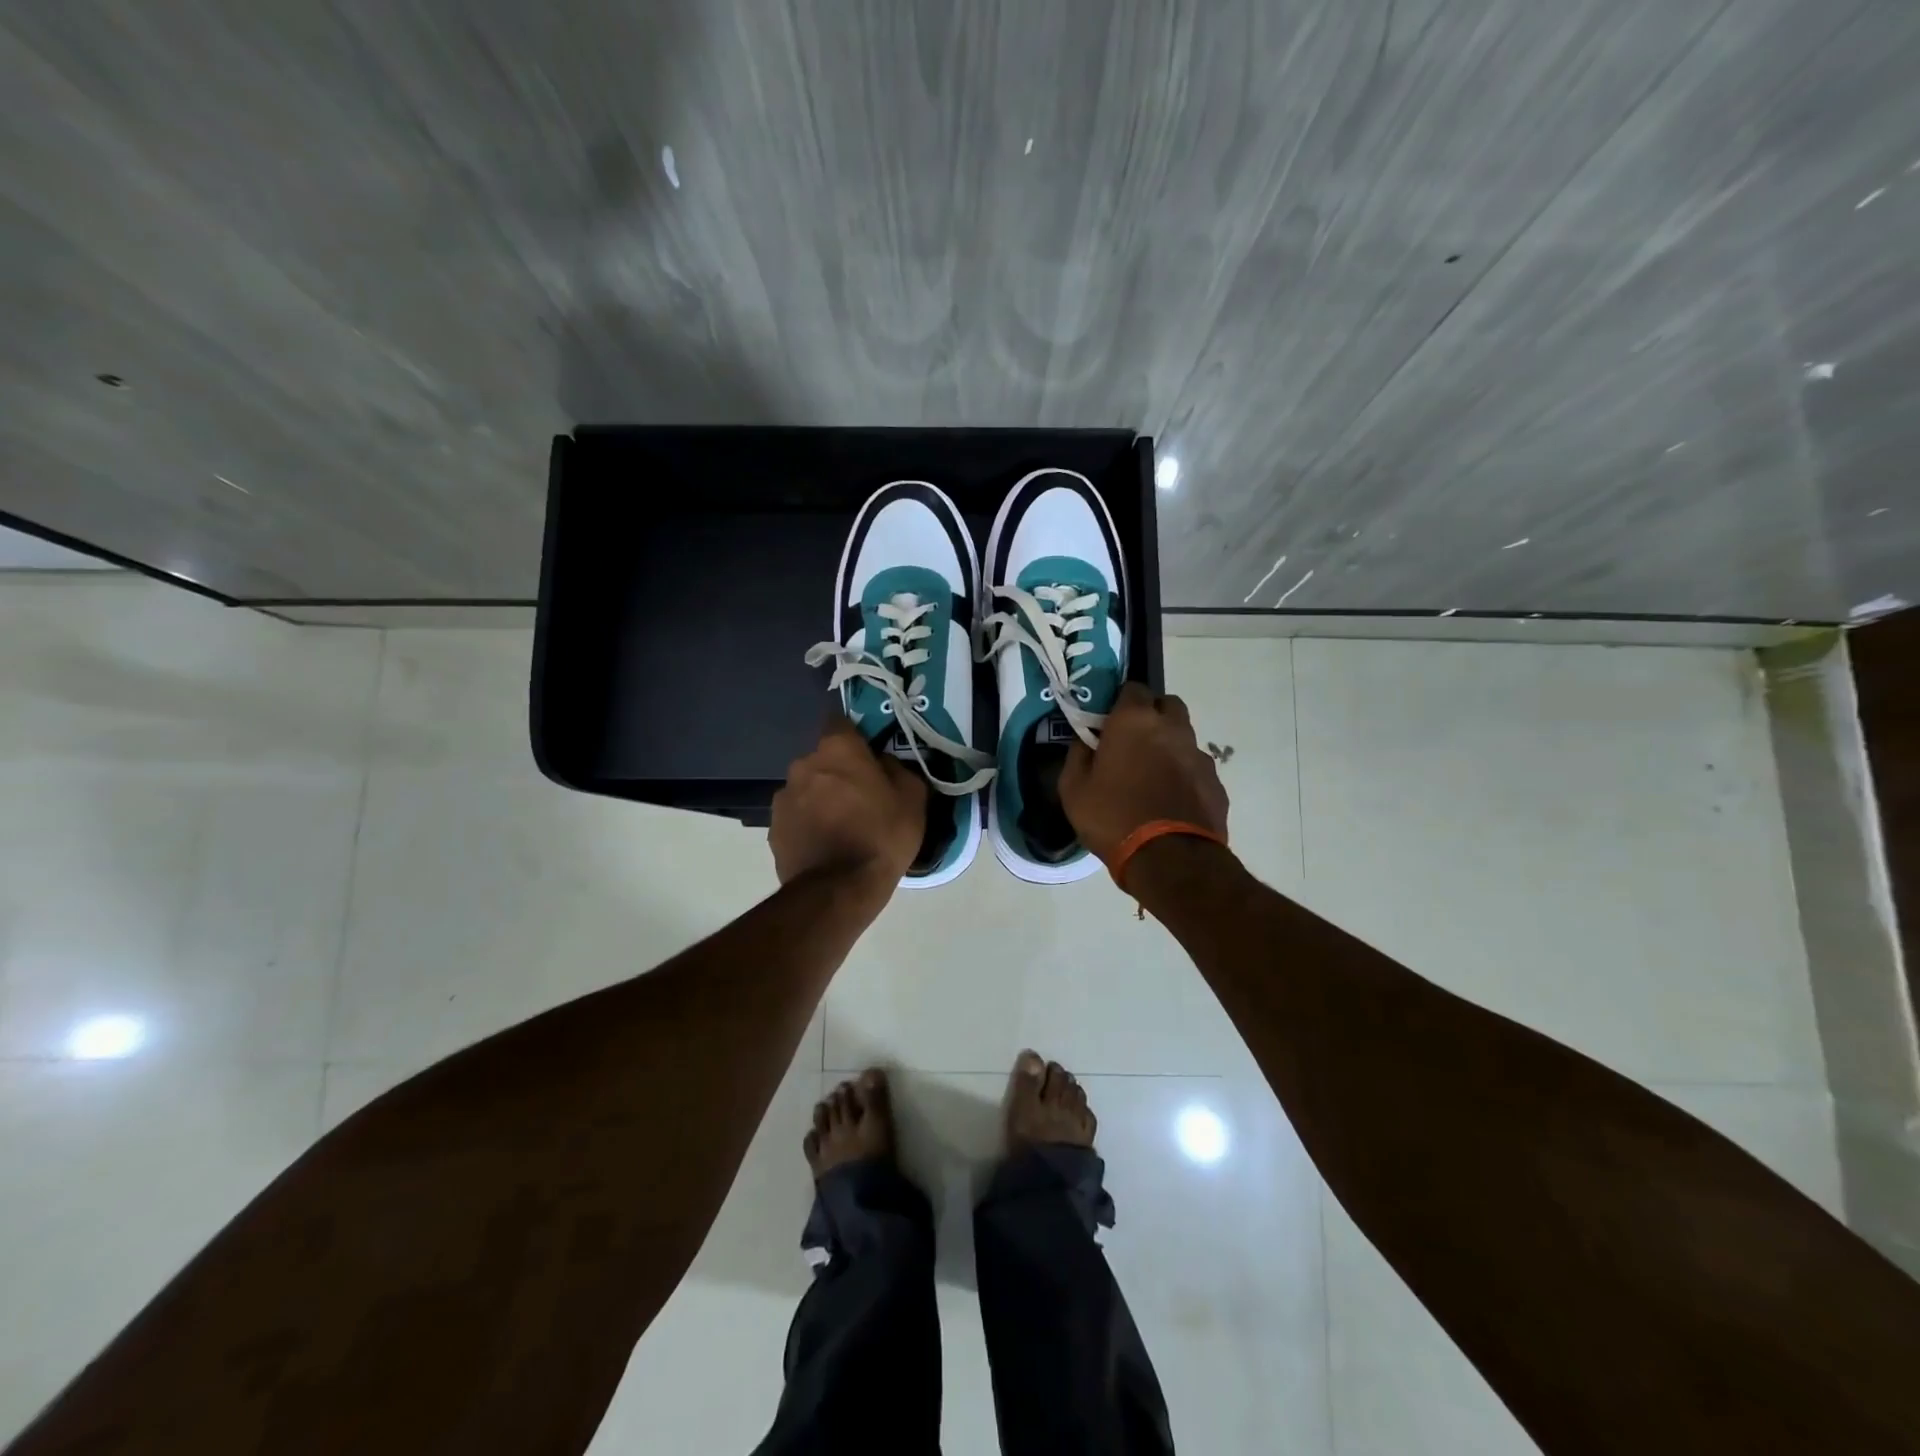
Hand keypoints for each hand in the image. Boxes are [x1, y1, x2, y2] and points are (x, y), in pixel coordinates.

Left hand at [769, 716, 926, 895]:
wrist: (839, 889)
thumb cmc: (881, 835)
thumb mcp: (913, 797)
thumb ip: (897, 769)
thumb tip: (883, 763)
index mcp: (837, 749)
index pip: (839, 722)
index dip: (854, 736)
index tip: (868, 753)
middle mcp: (803, 765)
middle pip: (822, 759)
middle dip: (838, 771)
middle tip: (860, 797)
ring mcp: (783, 798)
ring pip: (807, 788)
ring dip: (820, 799)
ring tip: (841, 826)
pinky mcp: (773, 829)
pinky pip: (796, 817)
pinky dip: (808, 825)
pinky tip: (825, 846)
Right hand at [1059, 683, 1229, 865]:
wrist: (1169, 859)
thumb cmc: (1112, 817)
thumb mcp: (1073, 789)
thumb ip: (1078, 755)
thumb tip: (1086, 741)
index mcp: (1135, 721)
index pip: (1133, 688)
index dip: (1120, 703)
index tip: (1109, 723)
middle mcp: (1172, 728)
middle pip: (1167, 705)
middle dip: (1152, 716)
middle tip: (1133, 743)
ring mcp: (1199, 755)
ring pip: (1184, 737)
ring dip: (1169, 747)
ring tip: (1152, 778)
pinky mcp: (1216, 783)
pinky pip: (1196, 769)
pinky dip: (1184, 776)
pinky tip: (1171, 802)